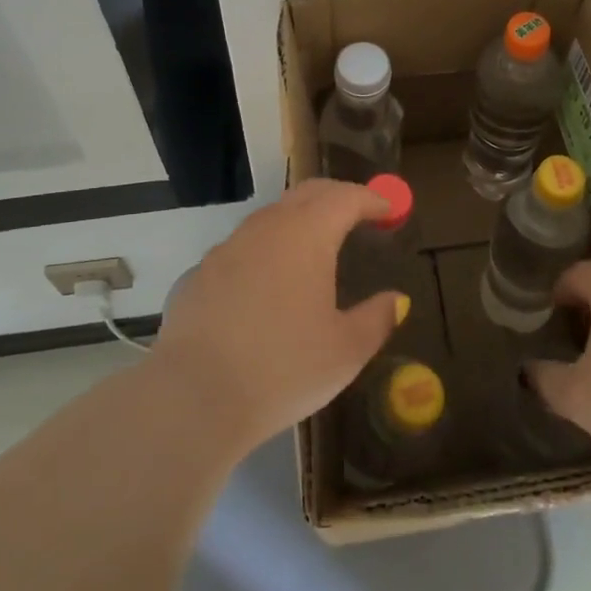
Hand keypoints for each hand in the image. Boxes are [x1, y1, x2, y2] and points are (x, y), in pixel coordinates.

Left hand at [152, 179, 403, 451]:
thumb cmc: (283, 369)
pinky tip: (268, 287)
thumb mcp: (345, 351)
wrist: (194, 396)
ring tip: (316, 248)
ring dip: (299, 221)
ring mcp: (227, 247)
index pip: (345, 197)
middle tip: (359, 214)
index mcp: (307, 234)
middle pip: (307, 194)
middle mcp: (266, 227)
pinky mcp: (199, 273)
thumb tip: (396, 299)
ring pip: (271, 218)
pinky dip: (266, 252)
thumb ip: (376, 319)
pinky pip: (242, 249)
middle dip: (337, 198)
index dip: (372, 198)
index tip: (390, 209)